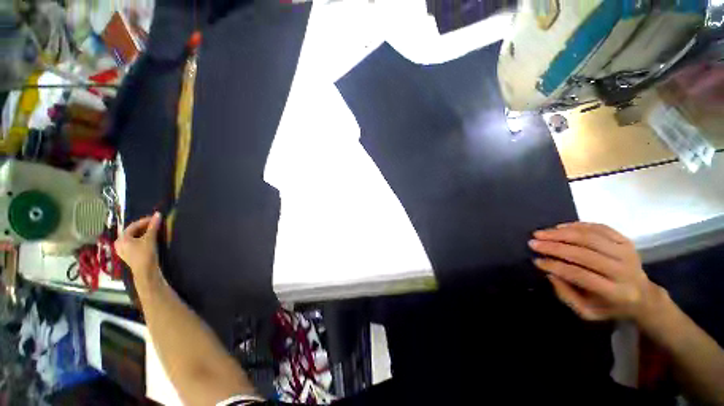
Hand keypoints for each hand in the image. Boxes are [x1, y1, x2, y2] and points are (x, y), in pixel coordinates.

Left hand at [115, 212, 161, 276]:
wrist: (146, 272)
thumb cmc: (145, 254)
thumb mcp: (150, 239)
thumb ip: (153, 226)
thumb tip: (158, 214)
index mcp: (122, 238)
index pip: (133, 225)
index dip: (145, 221)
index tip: (156, 218)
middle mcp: (119, 243)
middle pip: (132, 231)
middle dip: (144, 227)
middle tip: (155, 224)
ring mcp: (123, 250)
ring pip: (134, 238)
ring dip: (144, 233)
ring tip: (154, 231)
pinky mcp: (129, 255)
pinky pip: (135, 243)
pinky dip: (142, 239)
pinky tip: (149, 239)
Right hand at [529, 222, 661, 322]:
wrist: (643, 297)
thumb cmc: (609, 306)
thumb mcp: (587, 312)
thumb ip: (566, 295)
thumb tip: (550, 273)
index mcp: (616, 293)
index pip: (582, 275)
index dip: (556, 266)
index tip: (536, 261)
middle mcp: (624, 271)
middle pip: (586, 253)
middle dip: (555, 247)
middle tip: (533, 242)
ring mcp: (627, 253)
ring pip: (591, 237)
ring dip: (562, 233)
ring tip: (542, 233)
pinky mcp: (626, 241)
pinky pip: (600, 228)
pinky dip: (577, 225)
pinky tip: (560, 227)